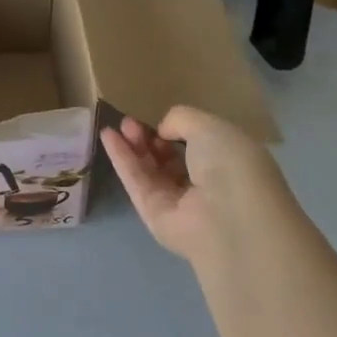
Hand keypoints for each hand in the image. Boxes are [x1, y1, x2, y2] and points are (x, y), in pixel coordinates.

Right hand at [101, 105, 308, 266]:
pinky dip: (121, 159)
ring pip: (150, 170)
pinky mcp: (154, 215)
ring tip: (119, 125)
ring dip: (133, 146)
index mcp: (227, 165)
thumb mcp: (209, 126)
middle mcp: (204, 186)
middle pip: (169, 159)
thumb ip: (181, 120)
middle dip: (149, 138)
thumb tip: (164, 131)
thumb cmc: (229, 165)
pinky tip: (107, 136)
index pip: (197, 146)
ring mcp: (178, 203)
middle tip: (131, 122)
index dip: (176, 131)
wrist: (226, 216)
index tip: (160, 121)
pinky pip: (136, 181)